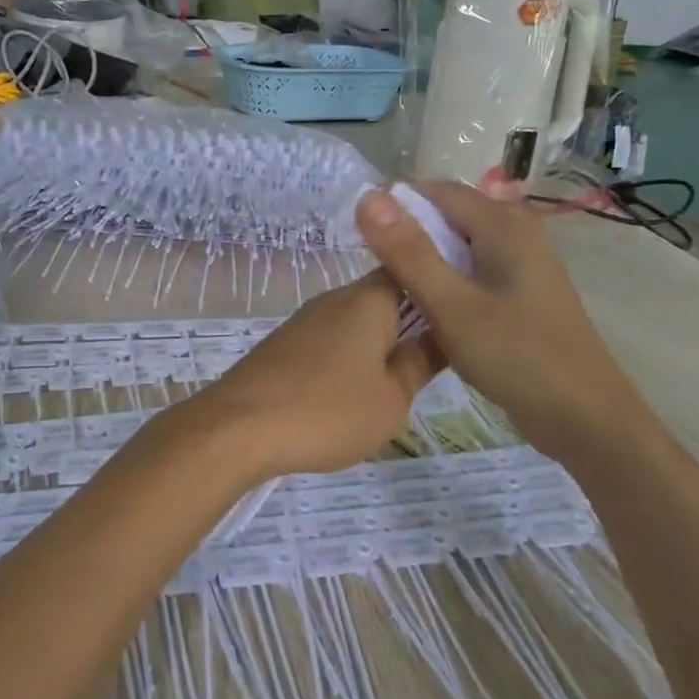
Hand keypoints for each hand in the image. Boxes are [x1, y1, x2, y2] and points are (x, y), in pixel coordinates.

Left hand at [182, 271, 441, 482]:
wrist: (238, 426)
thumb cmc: (327, 410)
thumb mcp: (391, 398)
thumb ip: (419, 364)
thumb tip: (438, 337)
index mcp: (368, 300)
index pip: (410, 271)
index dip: (435, 287)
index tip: (461, 312)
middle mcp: (334, 299)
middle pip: (383, 299)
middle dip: (409, 324)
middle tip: (436, 361)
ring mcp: (305, 321)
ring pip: (355, 324)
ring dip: (377, 345)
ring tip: (398, 383)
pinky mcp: (284, 345)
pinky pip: (330, 342)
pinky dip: (347, 360)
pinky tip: (352, 392)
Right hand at [354, 171, 649, 459]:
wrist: (585, 418)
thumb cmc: (516, 357)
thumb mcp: (451, 305)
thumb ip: (408, 252)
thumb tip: (368, 197)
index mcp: (504, 225)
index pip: (436, 191)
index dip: (394, 206)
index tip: (358, 236)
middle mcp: (518, 232)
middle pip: (449, 215)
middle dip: (408, 232)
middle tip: (371, 266)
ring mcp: (524, 263)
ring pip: (460, 244)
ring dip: (425, 258)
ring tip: (391, 287)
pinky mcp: (523, 292)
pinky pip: (473, 268)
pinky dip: (446, 278)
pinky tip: (427, 306)